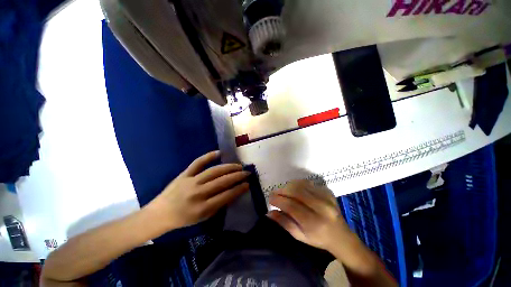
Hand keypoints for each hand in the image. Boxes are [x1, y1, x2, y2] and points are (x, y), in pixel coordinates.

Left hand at [147, 151, 249, 229]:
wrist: (160, 214)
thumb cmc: (183, 219)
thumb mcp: (203, 218)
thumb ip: (218, 205)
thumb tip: (233, 193)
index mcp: (202, 208)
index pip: (226, 196)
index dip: (239, 189)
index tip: (248, 184)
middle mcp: (198, 193)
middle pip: (222, 181)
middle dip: (237, 176)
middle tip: (246, 172)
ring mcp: (191, 181)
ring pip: (214, 171)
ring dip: (228, 167)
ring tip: (238, 166)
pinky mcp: (185, 174)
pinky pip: (198, 162)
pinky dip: (208, 156)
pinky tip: (219, 153)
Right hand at [267, 180, 350, 252]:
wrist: (341, 236)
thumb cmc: (318, 239)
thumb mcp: (299, 236)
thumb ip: (284, 223)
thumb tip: (269, 212)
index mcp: (314, 223)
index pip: (291, 206)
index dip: (278, 200)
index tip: (270, 198)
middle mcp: (321, 208)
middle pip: (296, 192)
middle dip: (282, 190)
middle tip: (275, 192)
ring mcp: (326, 198)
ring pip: (302, 185)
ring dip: (289, 186)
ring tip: (283, 190)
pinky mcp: (328, 192)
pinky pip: (309, 183)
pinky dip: (298, 184)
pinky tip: (295, 189)